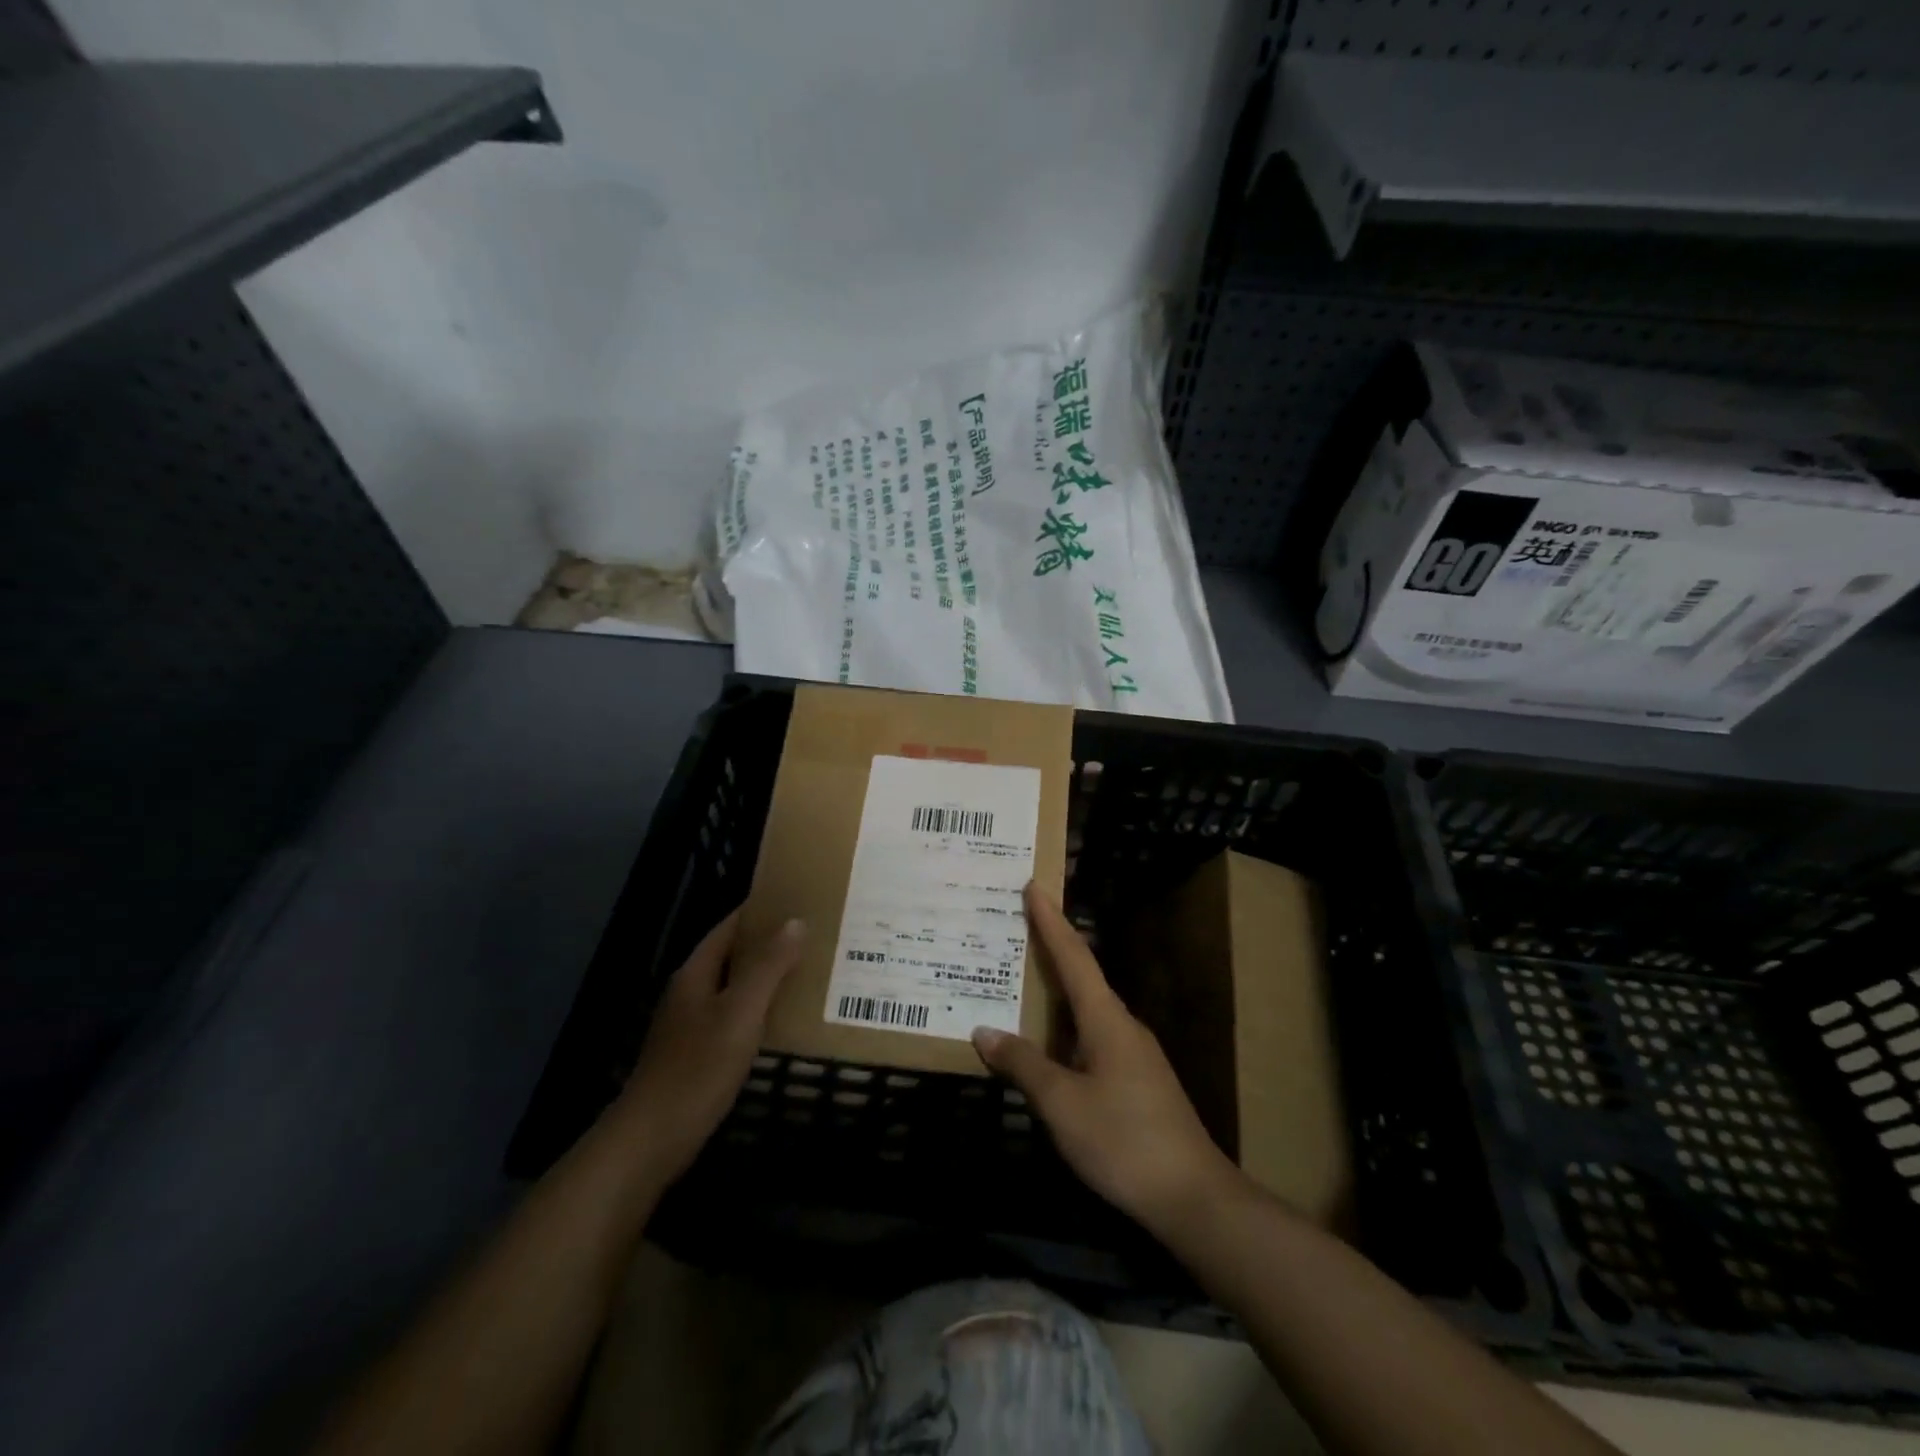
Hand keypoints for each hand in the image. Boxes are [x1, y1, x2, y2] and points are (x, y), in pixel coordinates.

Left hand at [613, 911, 803, 1184]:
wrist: (651, 1140)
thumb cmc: (697, 1069)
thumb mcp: (740, 1013)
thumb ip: (768, 967)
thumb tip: (795, 922)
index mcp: (696, 974)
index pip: (729, 928)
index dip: (759, 912)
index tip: (796, 901)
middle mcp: (690, 993)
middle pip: (732, 956)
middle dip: (768, 944)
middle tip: (813, 936)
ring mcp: (690, 1026)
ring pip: (734, 988)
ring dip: (766, 978)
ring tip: (808, 972)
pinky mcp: (696, 1055)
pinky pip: (734, 1018)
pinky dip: (759, 1010)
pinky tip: (784, 1021)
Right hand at [972, 884, 1243, 1242]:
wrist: (1193, 1198)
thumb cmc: (1123, 1140)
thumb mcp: (1062, 1104)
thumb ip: (1023, 1064)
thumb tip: (984, 1031)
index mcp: (1106, 1019)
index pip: (1074, 956)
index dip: (1051, 921)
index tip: (1034, 886)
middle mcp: (1122, 1026)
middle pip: (1081, 977)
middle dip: (1049, 951)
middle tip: (1014, 932)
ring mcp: (1134, 1054)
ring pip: (1086, 1012)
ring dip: (1055, 995)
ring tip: (1020, 986)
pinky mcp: (1137, 1081)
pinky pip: (1092, 1039)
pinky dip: (1065, 1029)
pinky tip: (1046, 1048)